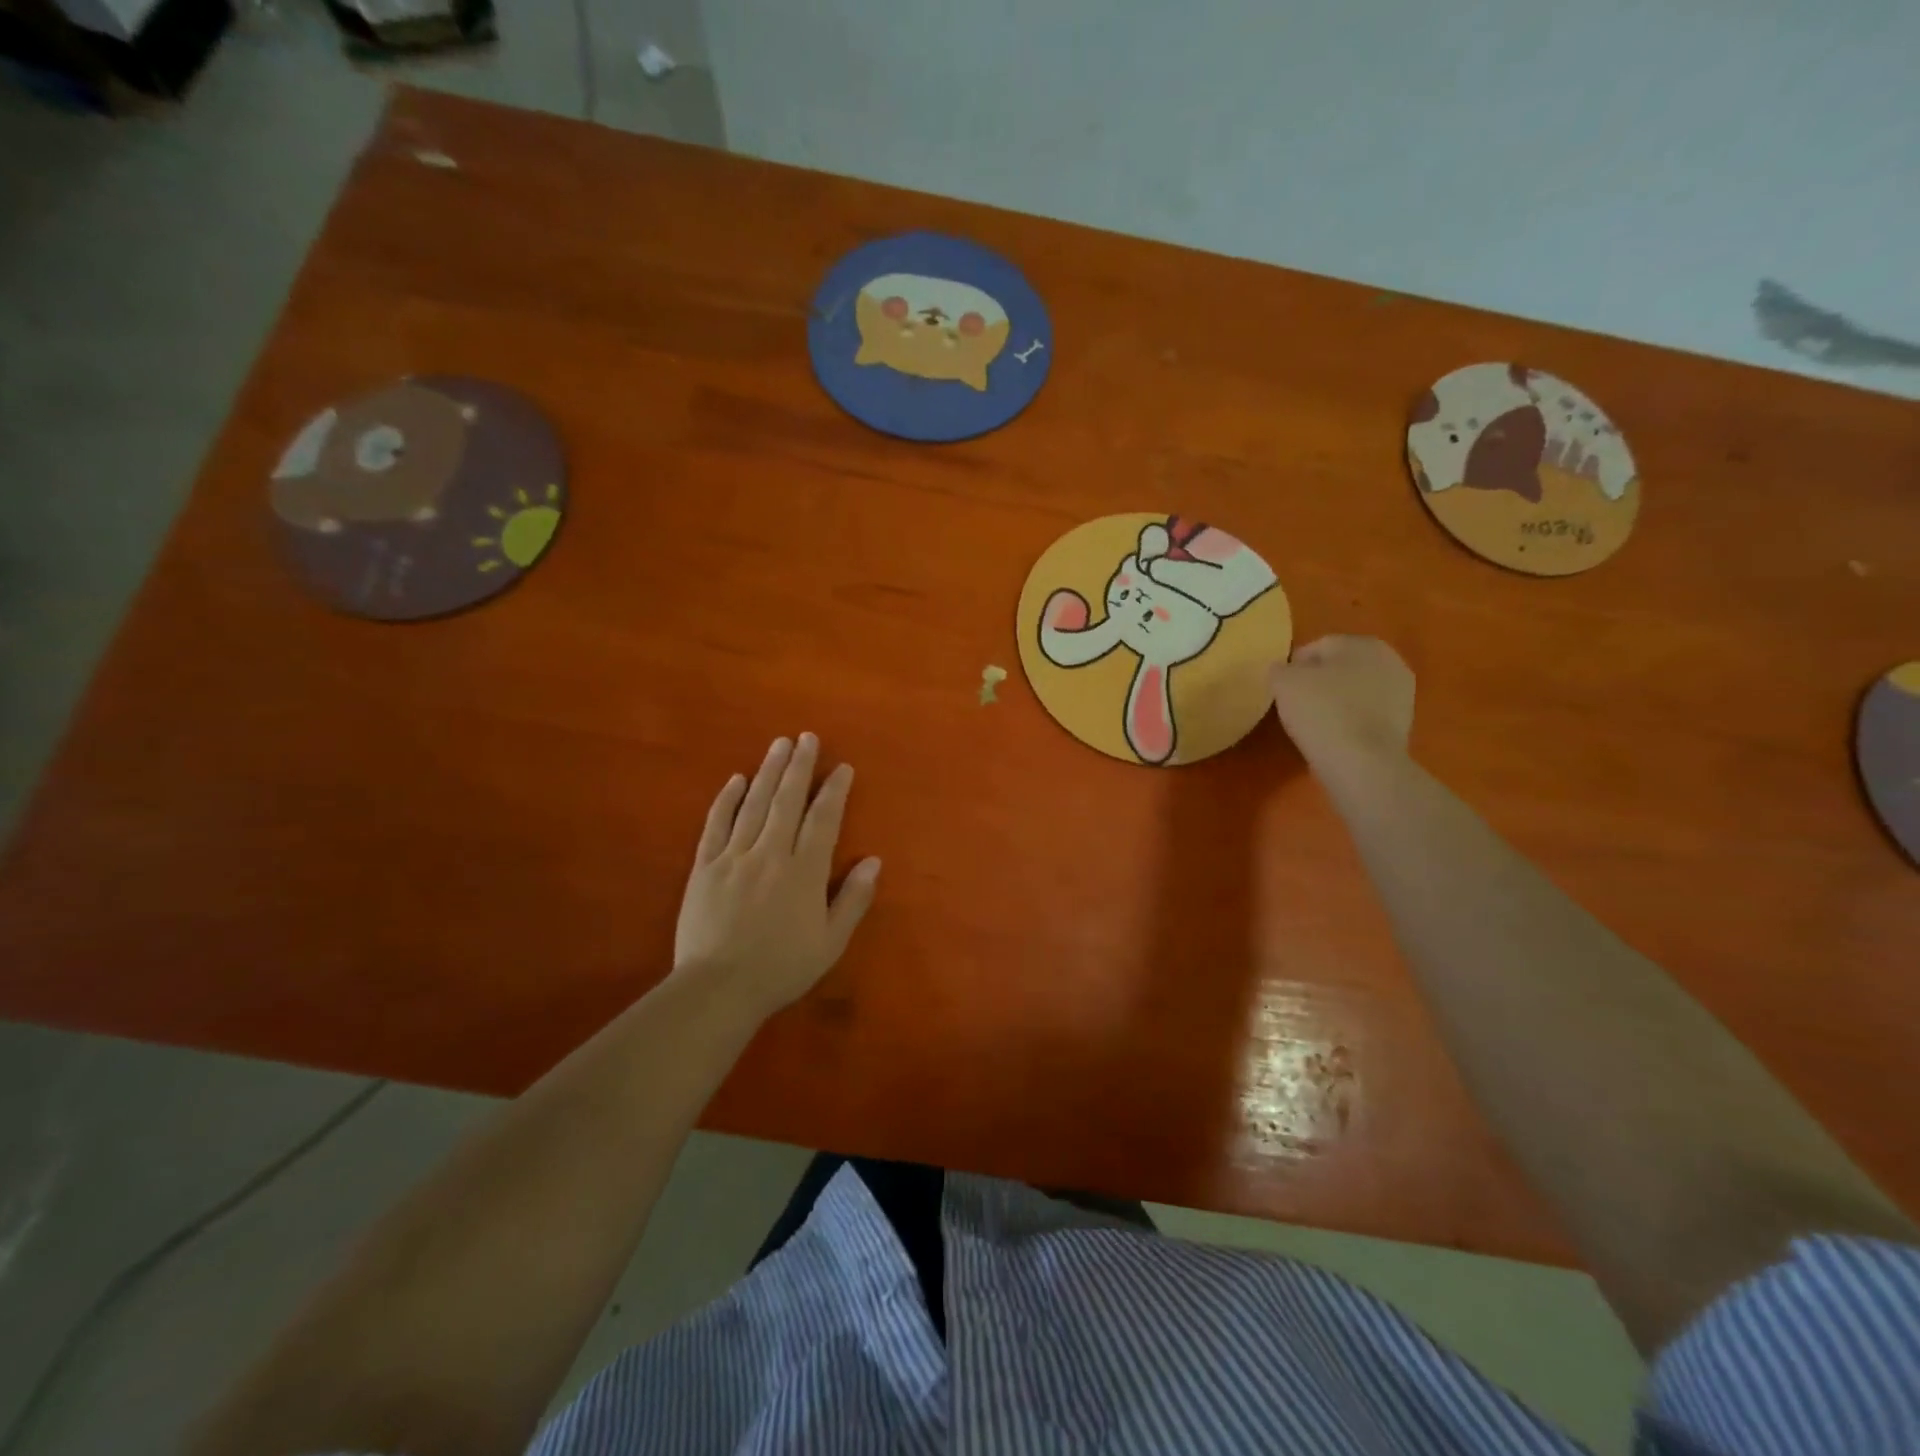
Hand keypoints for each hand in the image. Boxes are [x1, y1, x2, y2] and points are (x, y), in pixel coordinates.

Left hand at [673, 733, 881, 1018]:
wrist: (718, 989)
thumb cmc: (781, 968)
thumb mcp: (831, 942)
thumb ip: (853, 899)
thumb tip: (874, 860)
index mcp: (804, 872)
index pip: (823, 819)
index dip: (834, 790)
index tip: (842, 767)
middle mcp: (771, 853)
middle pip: (787, 800)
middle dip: (799, 766)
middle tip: (807, 737)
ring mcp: (734, 856)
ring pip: (754, 804)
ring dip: (768, 771)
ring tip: (779, 744)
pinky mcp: (704, 866)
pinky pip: (716, 824)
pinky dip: (726, 799)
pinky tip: (736, 779)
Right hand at [1269, 635, 1415, 778]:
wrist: (1362, 763)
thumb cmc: (1322, 712)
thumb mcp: (1283, 682)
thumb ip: (1279, 669)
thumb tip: (1283, 670)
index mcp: (1362, 643)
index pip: (1317, 647)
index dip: (1293, 667)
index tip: (1279, 689)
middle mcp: (1389, 660)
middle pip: (1340, 667)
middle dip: (1318, 681)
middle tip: (1294, 704)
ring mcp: (1401, 693)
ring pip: (1354, 691)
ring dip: (1335, 701)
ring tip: (1312, 723)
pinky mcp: (1403, 723)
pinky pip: (1365, 713)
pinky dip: (1349, 720)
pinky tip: (1333, 735)